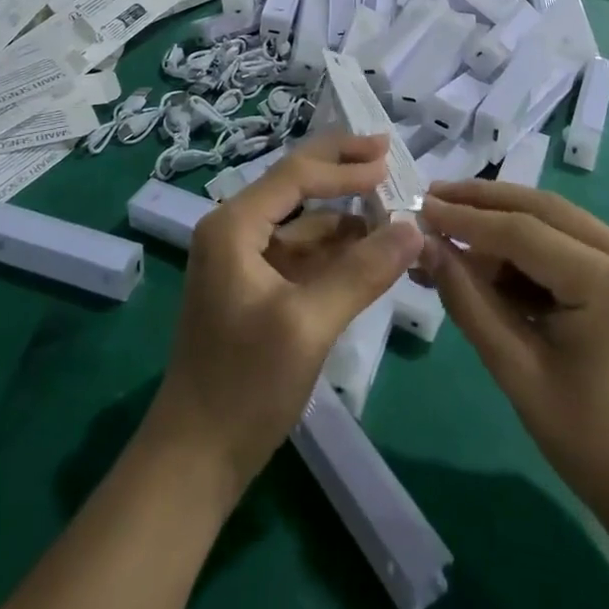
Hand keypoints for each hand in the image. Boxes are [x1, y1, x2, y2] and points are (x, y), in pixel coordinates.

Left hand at [147, 135, 423, 498]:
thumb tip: (413, 227)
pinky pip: (301, 254)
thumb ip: (362, 272)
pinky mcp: (256, 289)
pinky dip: (335, 248)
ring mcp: (243, 261)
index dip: (345, 165)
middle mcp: (234, 230)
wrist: (195, 459)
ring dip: (344, 213)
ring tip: (390, 205)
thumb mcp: (308, 324)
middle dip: (340, 168)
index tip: (391, 160)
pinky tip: (368, 248)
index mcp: (234, 225)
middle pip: (295, 184)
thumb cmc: (244, 385)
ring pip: (302, 221)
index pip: (297, 175)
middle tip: (386, 150)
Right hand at [419, 180, 608, 519]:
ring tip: (452, 225)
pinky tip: (493, 255)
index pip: (524, 232)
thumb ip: (468, 301)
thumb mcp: (518, 373)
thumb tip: (426, 247)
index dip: (467, 219)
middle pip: (545, 210)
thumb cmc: (594, 446)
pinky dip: (533, 246)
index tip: (421, 208)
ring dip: (506, 221)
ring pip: (560, 221)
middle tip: (433, 196)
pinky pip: (576, 243)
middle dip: (484, 202)